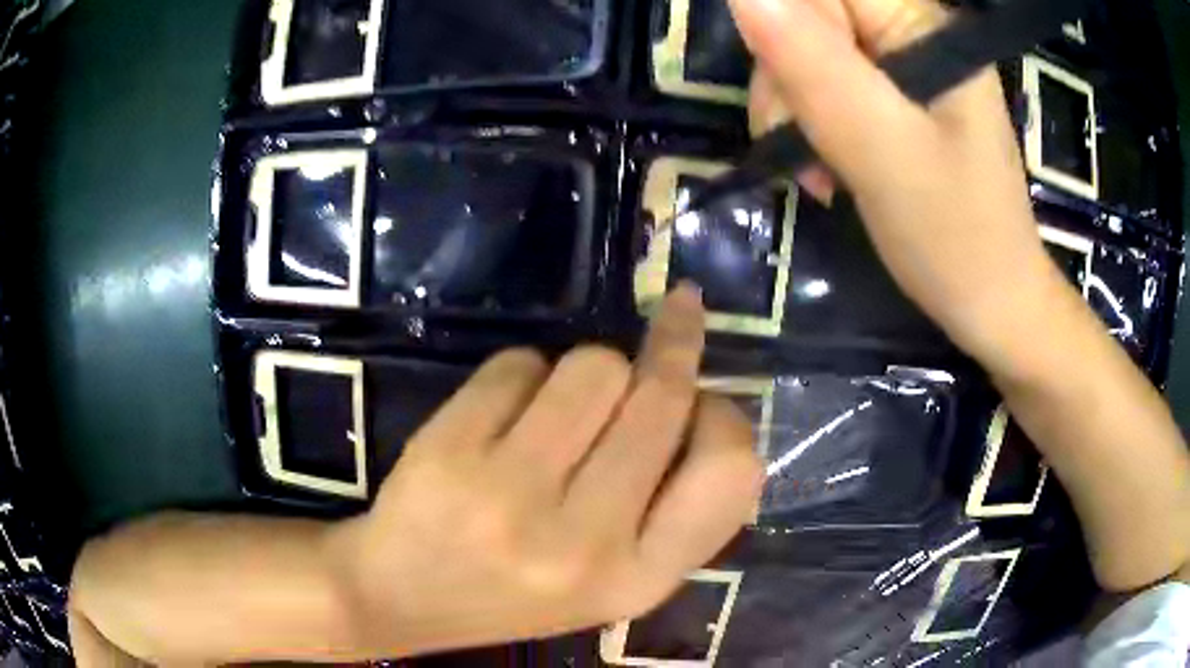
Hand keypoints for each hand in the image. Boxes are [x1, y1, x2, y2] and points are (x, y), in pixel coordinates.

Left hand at [330, 284, 762, 656]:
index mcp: (637, 579)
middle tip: (678, 312)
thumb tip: (704, 397)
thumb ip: (673, 512)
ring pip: (594, 365)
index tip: (707, 392)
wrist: (404, 598)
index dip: (727, 417)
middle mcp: (583, 542)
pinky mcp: (448, 451)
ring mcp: (508, 495)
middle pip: (661, 396)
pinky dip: (523, 373)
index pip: (730, 472)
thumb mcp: (615, 581)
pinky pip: (520, 363)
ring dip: (590, 369)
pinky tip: (501, 416)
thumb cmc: (520, 592)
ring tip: (561, 406)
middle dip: (674, 343)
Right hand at [731, 0, 1062, 365]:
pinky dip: (809, 124)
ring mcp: (902, 63)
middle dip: (786, 76)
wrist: (993, 302)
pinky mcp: (893, 96)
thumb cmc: (957, 237)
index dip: (792, 29)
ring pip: (806, 49)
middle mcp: (912, 30)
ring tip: (817, 174)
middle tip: (799, 145)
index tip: (796, 95)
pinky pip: (823, 83)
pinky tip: (826, 168)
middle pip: (809, 14)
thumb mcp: (884, 151)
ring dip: (793, 108)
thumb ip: (818, 67)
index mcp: (925, 26)